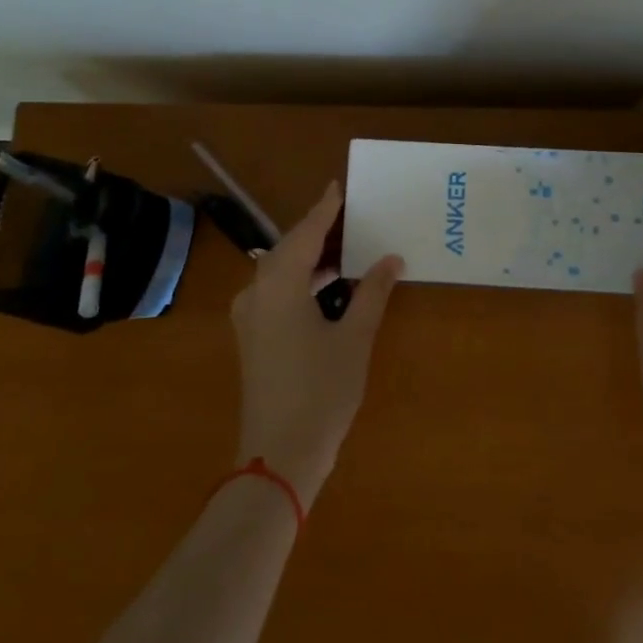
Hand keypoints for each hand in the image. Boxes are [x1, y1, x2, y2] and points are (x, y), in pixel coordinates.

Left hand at [230, 181, 404, 508]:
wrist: (279, 456)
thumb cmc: (321, 391)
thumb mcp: (354, 338)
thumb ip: (373, 292)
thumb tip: (392, 258)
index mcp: (279, 284)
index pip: (306, 232)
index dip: (325, 209)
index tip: (340, 186)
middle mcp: (257, 292)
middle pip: (290, 248)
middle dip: (320, 230)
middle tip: (354, 215)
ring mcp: (250, 316)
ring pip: (281, 270)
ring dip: (312, 256)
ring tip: (349, 246)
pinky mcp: (253, 336)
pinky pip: (277, 290)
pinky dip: (303, 279)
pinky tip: (329, 283)